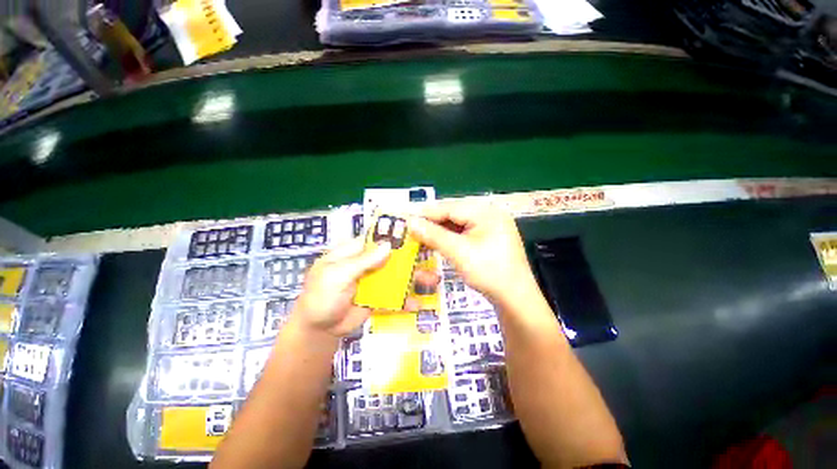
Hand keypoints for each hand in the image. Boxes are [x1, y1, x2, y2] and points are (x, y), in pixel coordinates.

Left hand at [292, 237, 439, 337]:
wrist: (317, 331)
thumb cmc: (320, 297)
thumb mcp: (337, 276)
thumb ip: (362, 262)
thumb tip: (388, 245)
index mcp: (354, 253)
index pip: (376, 238)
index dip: (394, 235)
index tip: (416, 234)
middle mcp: (366, 264)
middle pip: (392, 257)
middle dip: (411, 258)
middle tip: (431, 258)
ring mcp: (373, 282)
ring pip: (396, 276)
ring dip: (413, 278)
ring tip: (432, 281)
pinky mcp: (378, 298)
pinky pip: (394, 296)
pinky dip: (406, 300)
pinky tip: (418, 304)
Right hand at [408, 201, 535, 303]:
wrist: (515, 299)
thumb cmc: (489, 272)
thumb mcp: (459, 252)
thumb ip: (434, 235)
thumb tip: (411, 222)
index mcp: (487, 212)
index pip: (450, 207)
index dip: (427, 213)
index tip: (407, 218)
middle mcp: (490, 214)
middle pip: (455, 214)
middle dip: (433, 222)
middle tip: (413, 229)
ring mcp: (491, 227)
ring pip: (459, 223)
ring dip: (441, 230)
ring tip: (423, 236)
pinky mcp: (489, 238)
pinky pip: (465, 232)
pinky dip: (451, 237)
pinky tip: (440, 242)